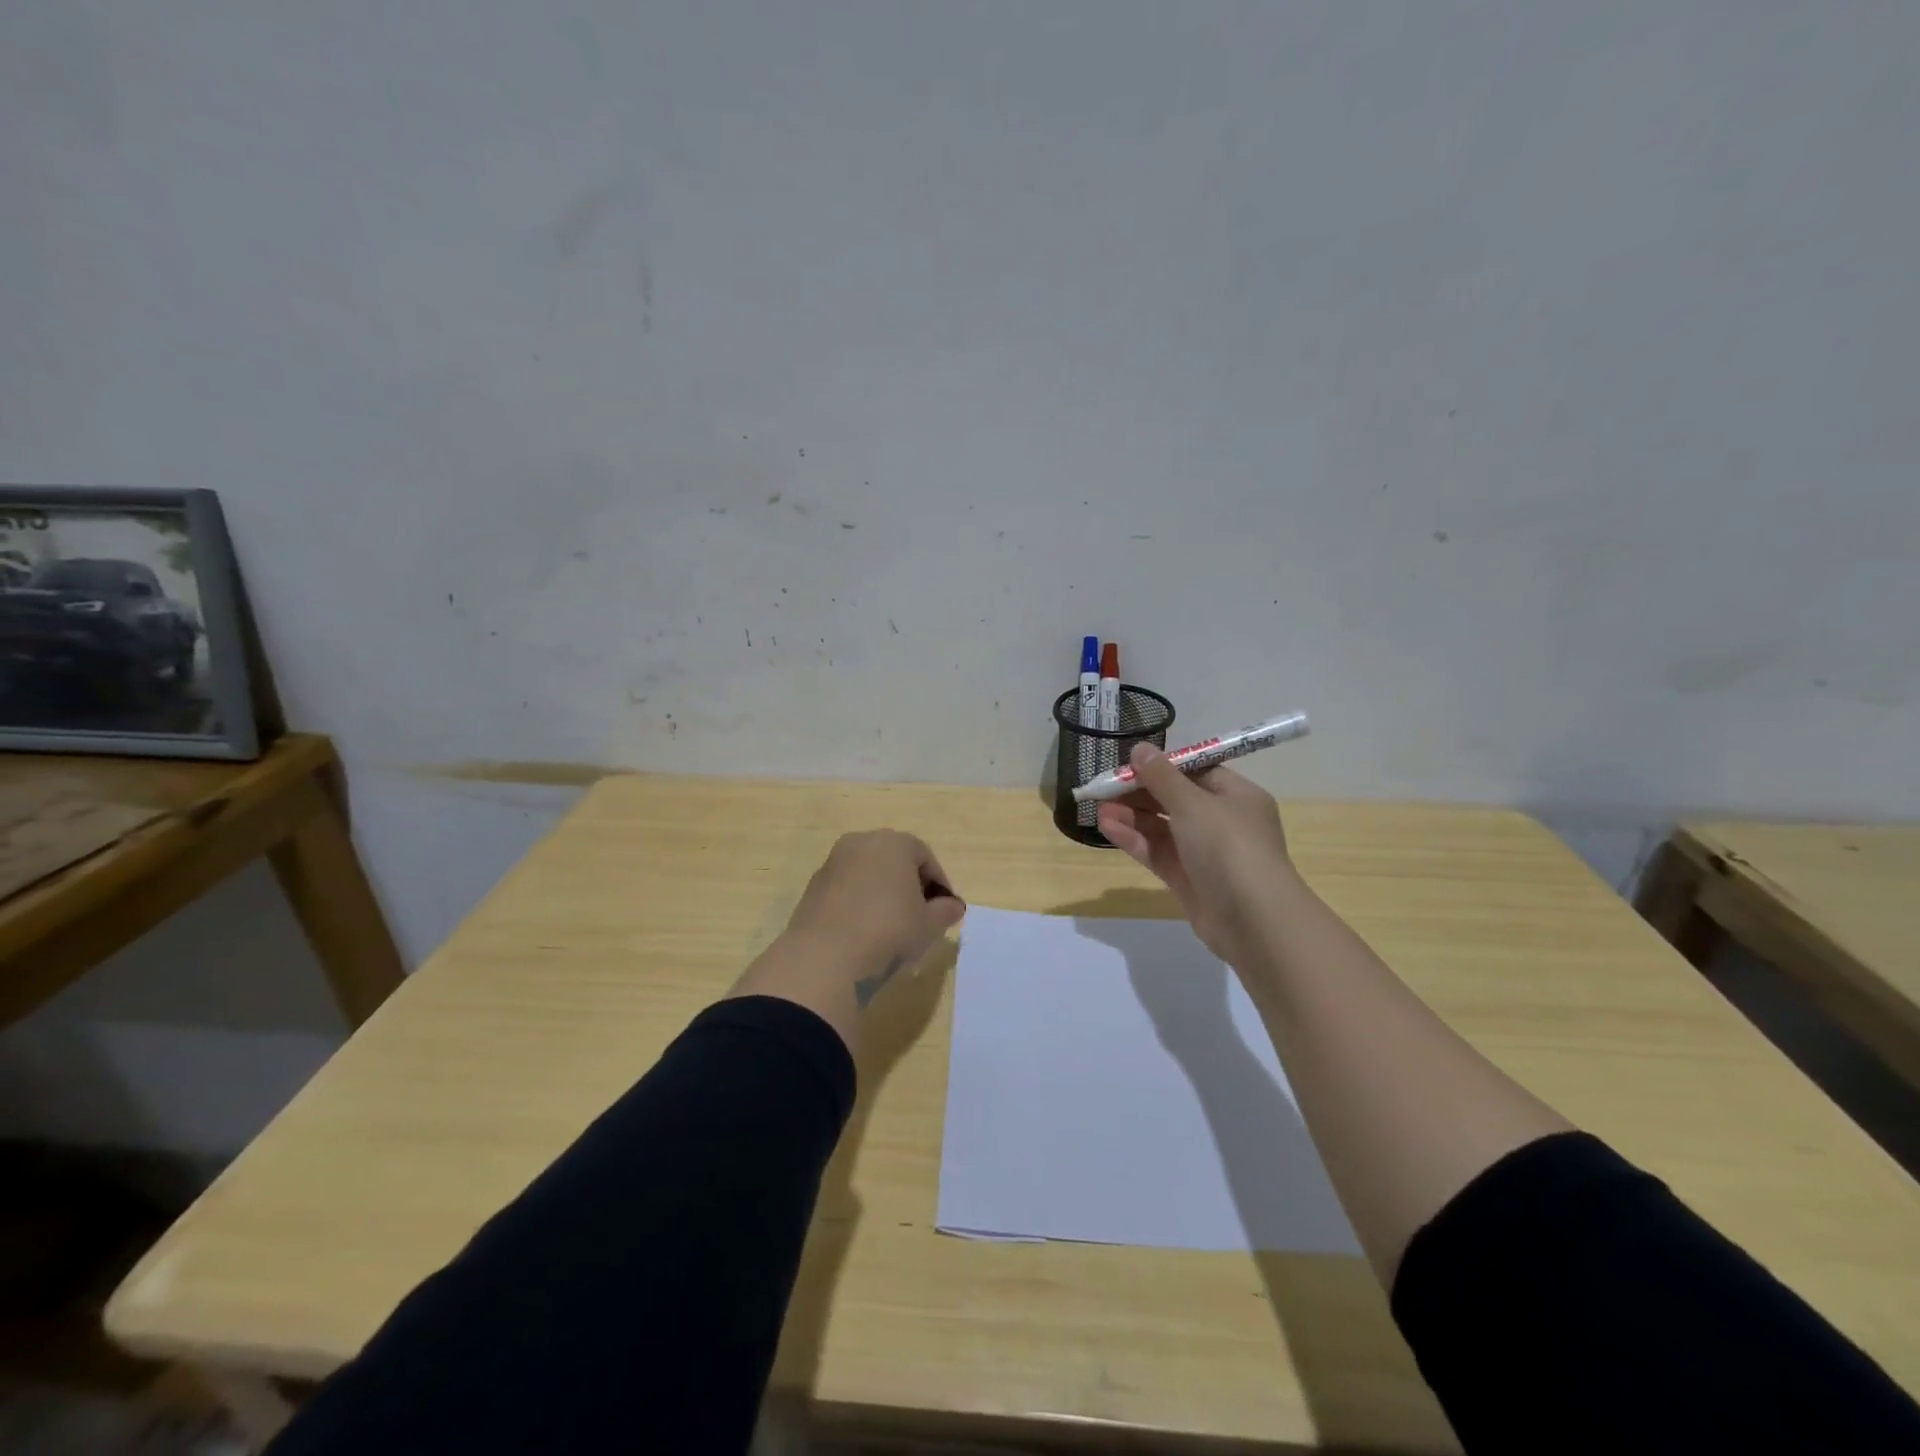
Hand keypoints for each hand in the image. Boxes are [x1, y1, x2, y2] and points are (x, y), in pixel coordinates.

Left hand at [783, 830, 965, 1004]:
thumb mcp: (929, 925)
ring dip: (883, 895)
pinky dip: (859, 904)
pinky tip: (865, 933)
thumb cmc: (888, 930)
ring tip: (893, 929)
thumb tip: (953, 907)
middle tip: (921, 917)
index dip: (939, 884)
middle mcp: (860, 843)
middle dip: (910, 886)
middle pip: (895, 861)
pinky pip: (847, 891)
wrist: (825, 957)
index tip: (945, 911)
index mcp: (892, 842)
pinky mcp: (813, 887)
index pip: (925, 857)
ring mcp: (833, 863)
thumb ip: (946, 911)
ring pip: (869, 875)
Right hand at [1097, 743, 1293, 966]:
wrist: (1254, 921)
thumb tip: (1140, 749)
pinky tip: (1107, 828)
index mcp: (1236, 796)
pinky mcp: (1189, 880)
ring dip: (1131, 816)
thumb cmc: (1229, 848)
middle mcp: (1223, 822)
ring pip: (1163, 828)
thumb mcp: (1193, 804)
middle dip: (1139, 792)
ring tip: (1098, 807)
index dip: (1161, 766)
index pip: (1196, 772)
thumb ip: (1162, 777)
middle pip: (1175, 799)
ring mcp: (1205, 854)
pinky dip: (1135, 840)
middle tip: (1103, 787)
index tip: (1128, 764)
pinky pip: (1159, 853)